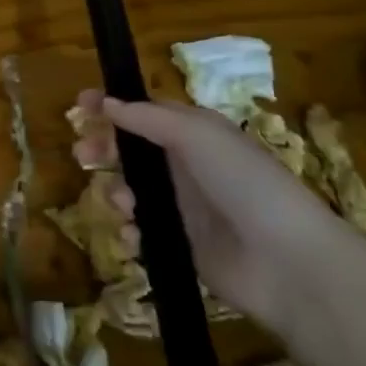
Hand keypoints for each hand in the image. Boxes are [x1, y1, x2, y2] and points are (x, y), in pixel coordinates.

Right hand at [76, 89, 365, 331]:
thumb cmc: (243, 183)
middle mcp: (187, 167)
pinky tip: (133, 235)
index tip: (79, 106)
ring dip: (117, 192)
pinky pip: (142, 232)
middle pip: (131, 151)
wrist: (285, 262)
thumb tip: (107, 103)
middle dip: (103, 149)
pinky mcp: (181, 245)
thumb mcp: (196, 135)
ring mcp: (184, 208)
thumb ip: (146, 118)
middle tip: (83, 155)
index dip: (112, 107)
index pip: (144, 113)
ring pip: (132, 191)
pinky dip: (131, 232)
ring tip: (122, 203)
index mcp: (195, 134)